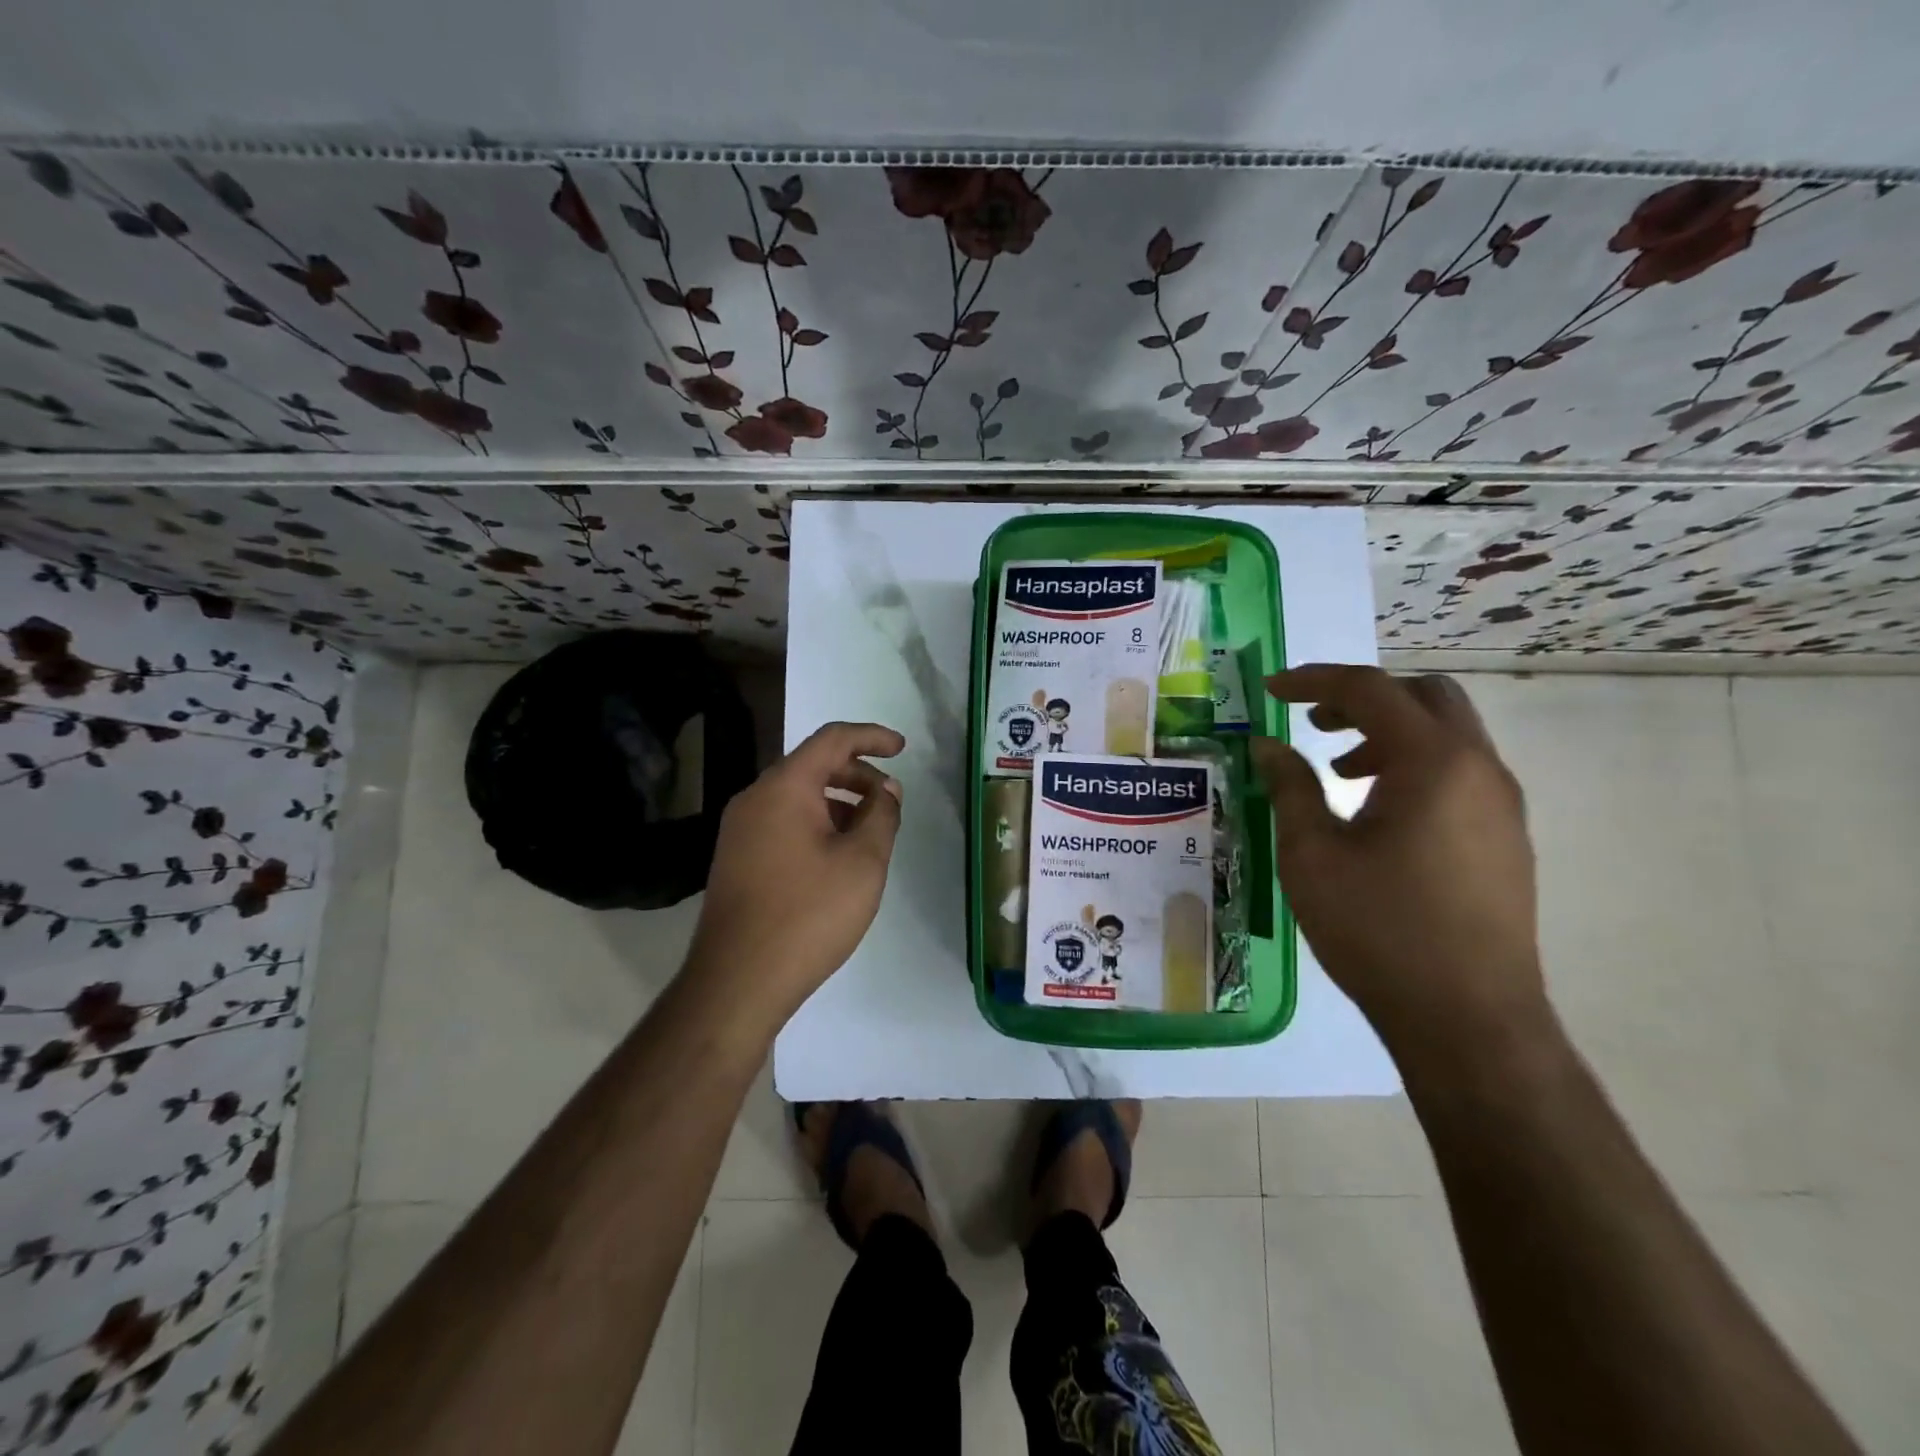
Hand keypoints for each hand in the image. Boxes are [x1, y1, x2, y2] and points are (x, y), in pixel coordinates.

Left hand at [687, 721, 904, 1026]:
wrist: (737, 981)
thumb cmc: (808, 914)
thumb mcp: (862, 862)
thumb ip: (881, 816)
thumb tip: (885, 789)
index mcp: (784, 787)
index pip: (832, 739)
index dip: (871, 736)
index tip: (902, 748)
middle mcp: (755, 798)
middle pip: (812, 765)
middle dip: (857, 773)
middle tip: (890, 799)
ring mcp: (740, 829)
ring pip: (796, 796)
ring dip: (838, 801)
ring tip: (869, 831)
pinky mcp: (737, 858)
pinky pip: (782, 821)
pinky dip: (816, 823)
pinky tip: (837, 856)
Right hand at [1249, 665, 1545, 1054]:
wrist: (1469, 1020)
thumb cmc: (1379, 930)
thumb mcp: (1312, 855)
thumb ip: (1290, 788)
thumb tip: (1267, 746)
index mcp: (1433, 762)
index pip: (1370, 690)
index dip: (1313, 681)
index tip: (1270, 690)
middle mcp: (1479, 768)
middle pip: (1424, 696)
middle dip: (1362, 696)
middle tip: (1312, 722)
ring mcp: (1502, 804)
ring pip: (1447, 733)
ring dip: (1388, 732)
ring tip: (1337, 770)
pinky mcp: (1506, 837)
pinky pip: (1459, 771)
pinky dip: (1413, 764)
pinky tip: (1376, 810)